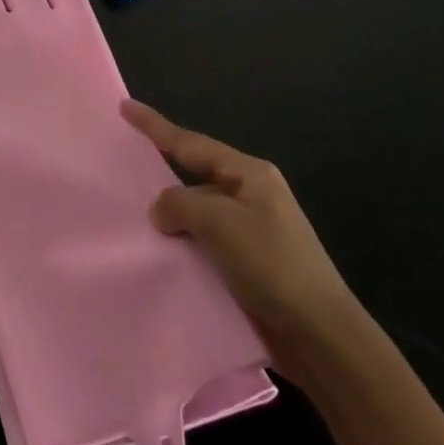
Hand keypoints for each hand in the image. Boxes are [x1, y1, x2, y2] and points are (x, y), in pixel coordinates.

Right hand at [124, 100, 361, 375]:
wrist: (320, 337)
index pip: (191, 144)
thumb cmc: (273, 266)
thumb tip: (160, 210)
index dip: (155, 126)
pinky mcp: (247, 264)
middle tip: (123, 171)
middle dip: (162, 176)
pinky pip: (204, 243)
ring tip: (132, 222)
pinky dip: (183, 245)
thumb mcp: (221, 224)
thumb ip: (180, 204)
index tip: (125, 107)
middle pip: (194, 177)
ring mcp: (251, 231)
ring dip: (172, 218)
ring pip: (197, 213)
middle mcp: (250, 196)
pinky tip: (160, 255)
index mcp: (250, 175)